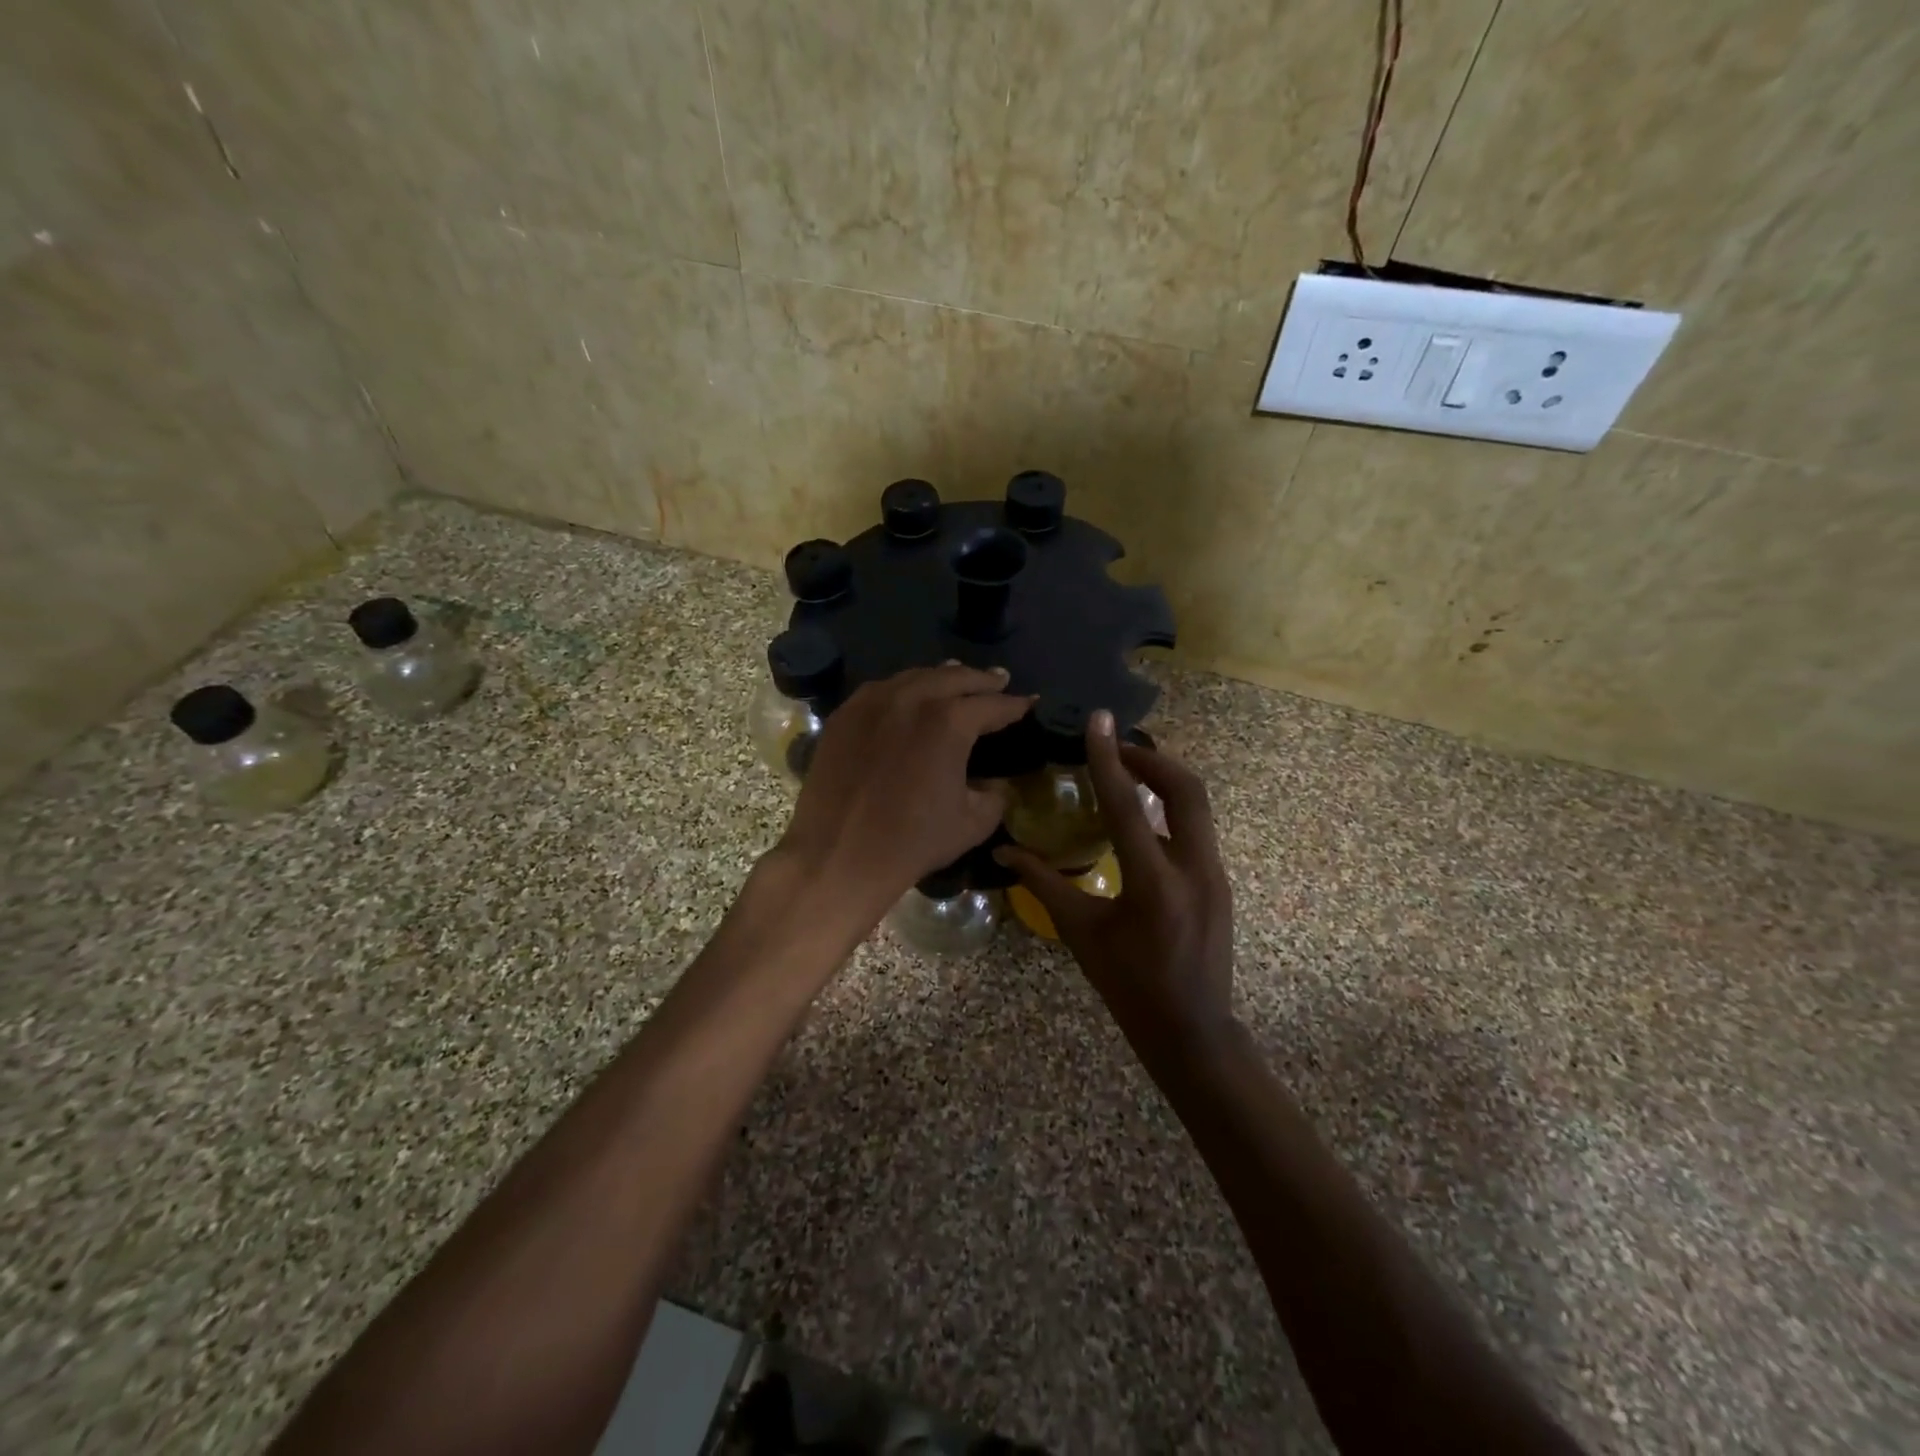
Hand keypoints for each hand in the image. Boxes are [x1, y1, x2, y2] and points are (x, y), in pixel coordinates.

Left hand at [776, 664, 1031, 921]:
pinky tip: (909, 695)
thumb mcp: (972, 823)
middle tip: (999, 680)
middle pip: (954, 678)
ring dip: (942, 677)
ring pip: (915, 677)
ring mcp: (872, 702)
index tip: (1029, 702)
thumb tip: (993, 785)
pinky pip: (881, 690)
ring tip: (957, 677)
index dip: (1014, 705)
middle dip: (981, 680)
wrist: (839, 855)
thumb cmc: (912, 842)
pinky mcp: (844, 716)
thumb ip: (993, 796)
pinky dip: (903, 688)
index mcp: (949, 721)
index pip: (992, 705)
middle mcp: (911, 699)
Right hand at [998, 711, 1235, 1056]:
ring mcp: (1215, 874)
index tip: (1099, 720)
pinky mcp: (1220, 881)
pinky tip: (1141, 820)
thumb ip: (1044, 884)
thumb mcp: (1081, 934)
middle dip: (1152, 757)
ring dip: (1164, 780)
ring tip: (1127, 772)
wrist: (1192, 1030)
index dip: (1109, 758)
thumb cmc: (1129, 986)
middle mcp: (1194, 869)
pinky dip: (1170, 809)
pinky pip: (1196, 828)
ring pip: (1197, 805)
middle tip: (1117, 747)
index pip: (1127, 806)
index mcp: (1154, 884)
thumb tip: (1005, 850)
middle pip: (1186, 788)